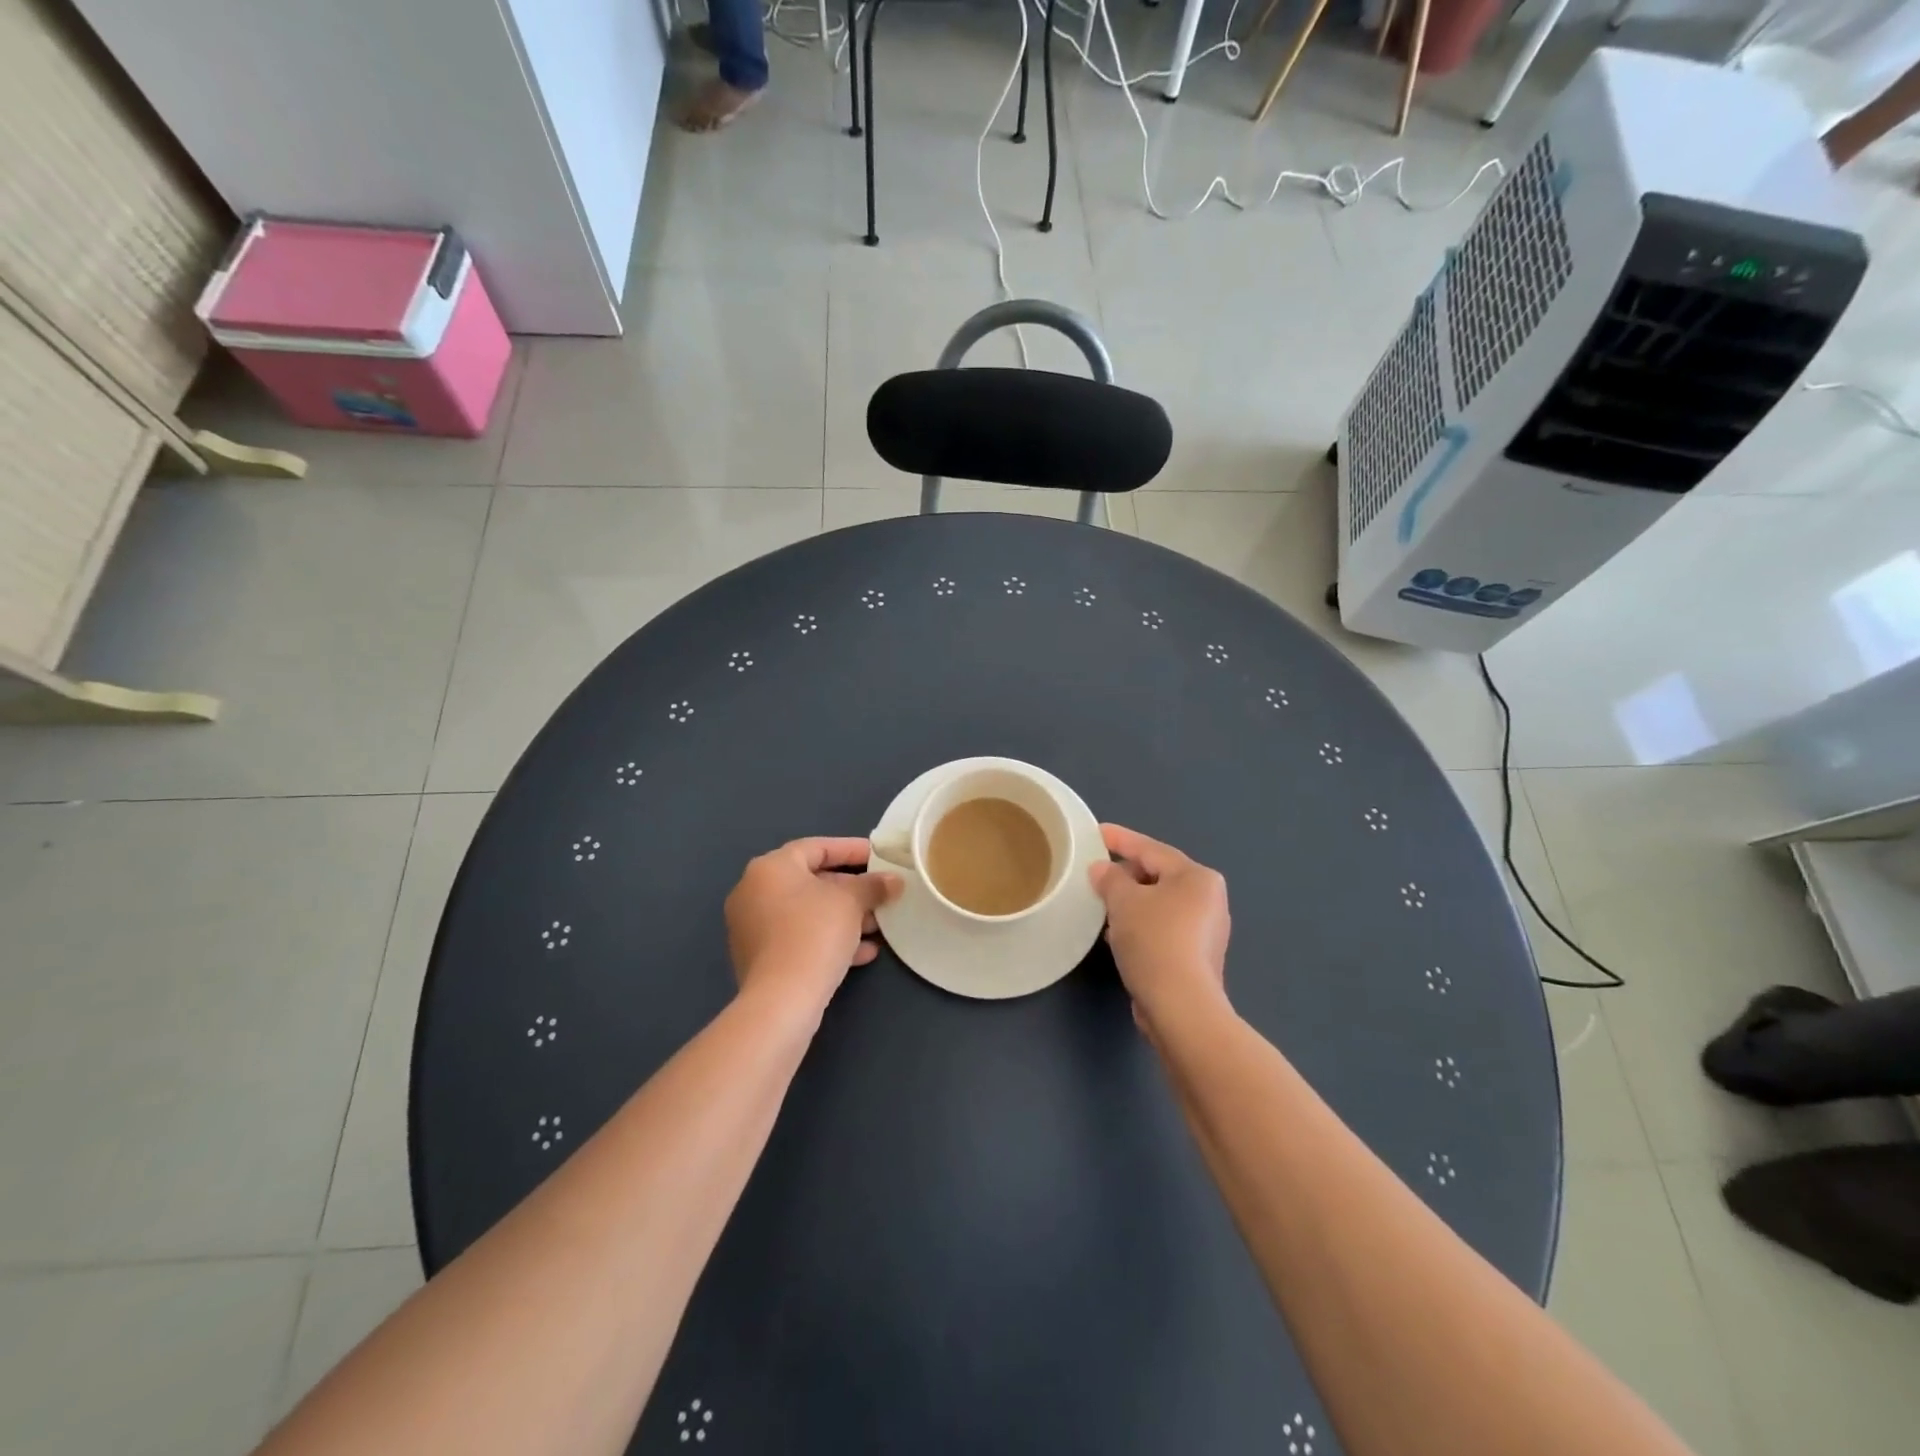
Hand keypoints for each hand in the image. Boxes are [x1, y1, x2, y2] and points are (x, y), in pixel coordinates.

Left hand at [725, 838, 902, 1013]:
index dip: (851, 849)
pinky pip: (799, 937)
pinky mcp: (759, 958)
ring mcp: (752, 927)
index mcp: (770, 868)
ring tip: (878, 926)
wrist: (781, 1000)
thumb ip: (873, 885)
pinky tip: (863, 953)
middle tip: (881, 894)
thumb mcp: (851, 902)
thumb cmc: (814, 933)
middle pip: (811, 881)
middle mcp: (754, 892)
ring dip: (844, 917)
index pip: (816, 847)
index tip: (878, 856)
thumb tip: (894, 881)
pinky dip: (828, 939)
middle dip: (851, 889)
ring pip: (807, 913)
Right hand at [1088, 823, 1230, 1029]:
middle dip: (1125, 874)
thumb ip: (1110, 878)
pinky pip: (1162, 928)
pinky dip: (1140, 925)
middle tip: (1095, 874)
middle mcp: (1209, 899)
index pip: (1151, 849)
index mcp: (1197, 877)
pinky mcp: (1196, 958)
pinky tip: (1116, 934)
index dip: (1120, 839)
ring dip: (1131, 903)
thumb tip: (1101, 870)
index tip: (1096, 832)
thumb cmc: (1154, 940)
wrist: (1180, 1006)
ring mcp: (1205, 931)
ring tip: (1101, 903)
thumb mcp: (1123, 901)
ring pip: (1159, 904)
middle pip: (1158, 876)